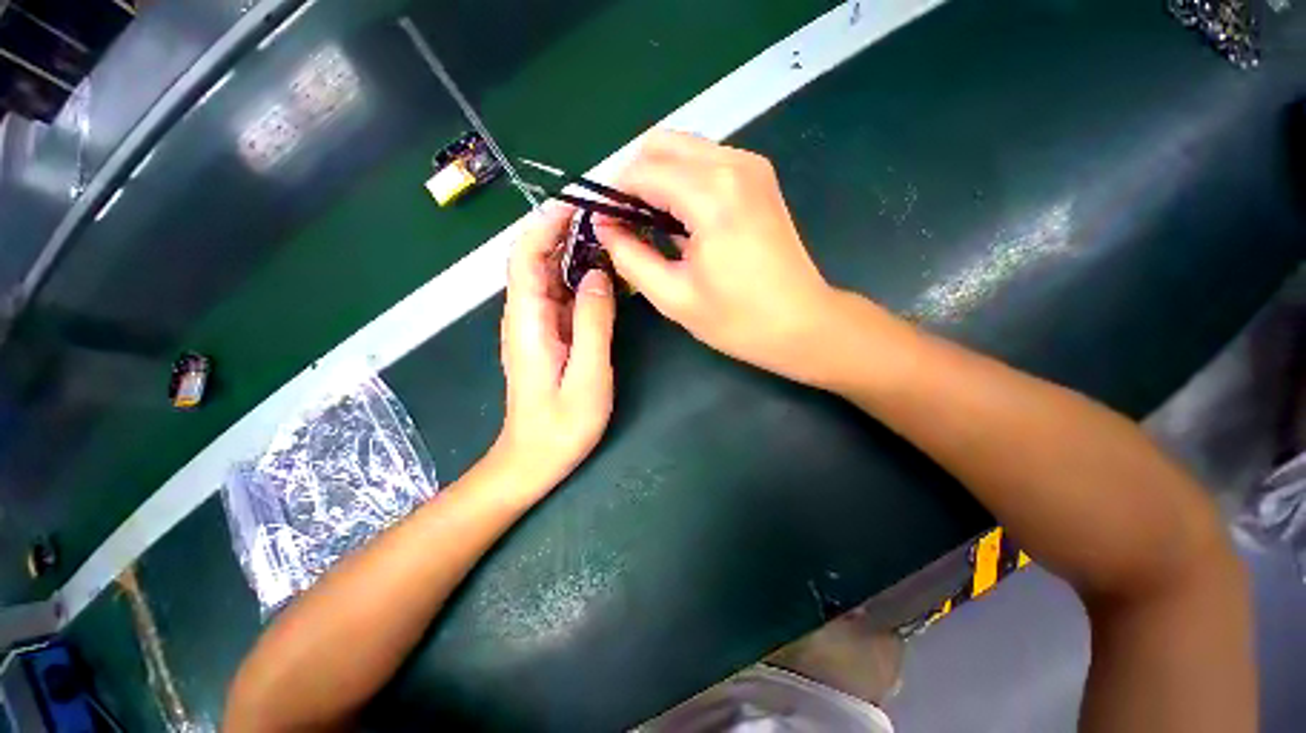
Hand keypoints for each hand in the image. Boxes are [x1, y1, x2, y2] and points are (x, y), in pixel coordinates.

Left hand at [496, 204, 615, 490]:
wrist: (534, 459)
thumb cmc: (560, 425)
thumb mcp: (587, 375)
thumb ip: (593, 322)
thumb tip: (600, 273)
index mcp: (527, 320)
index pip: (525, 255)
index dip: (546, 224)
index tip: (578, 204)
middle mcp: (525, 315)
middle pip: (537, 259)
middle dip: (566, 232)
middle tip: (608, 218)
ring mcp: (536, 325)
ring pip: (551, 276)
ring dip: (577, 253)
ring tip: (613, 239)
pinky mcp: (548, 336)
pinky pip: (562, 297)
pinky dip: (582, 280)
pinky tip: (607, 277)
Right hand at [596, 130, 841, 386]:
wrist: (802, 323)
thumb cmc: (738, 319)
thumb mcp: (673, 296)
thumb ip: (630, 256)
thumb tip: (605, 227)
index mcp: (710, 194)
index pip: (641, 170)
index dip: (613, 194)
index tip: (602, 222)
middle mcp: (732, 164)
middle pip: (661, 145)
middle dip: (633, 179)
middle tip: (625, 222)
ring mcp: (751, 166)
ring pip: (683, 150)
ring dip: (657, 180)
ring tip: (650, 225)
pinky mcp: (759, 178)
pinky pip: (706, 163)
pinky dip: (682, 183)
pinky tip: (680, 220)